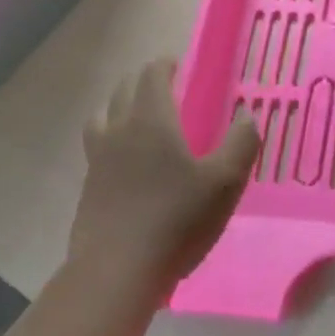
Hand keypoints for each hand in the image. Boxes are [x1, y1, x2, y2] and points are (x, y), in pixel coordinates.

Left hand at [67, 59, 259, 301]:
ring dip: (120, 107)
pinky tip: (128, 162)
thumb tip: (246, 116)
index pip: (151, 75)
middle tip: (165, 87)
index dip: (164, 65)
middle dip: (143, 81)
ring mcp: (97, 159)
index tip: (177, 65)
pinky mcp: (88, 187)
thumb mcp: (225, 182)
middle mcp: (118, 130)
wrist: (117, 270)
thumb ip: (241, 144)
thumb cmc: (176, 220)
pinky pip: (97, 147)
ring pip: (103, 116)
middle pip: (123, 90)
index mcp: (151, 120)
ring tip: (139, 118)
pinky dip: (111, 139)